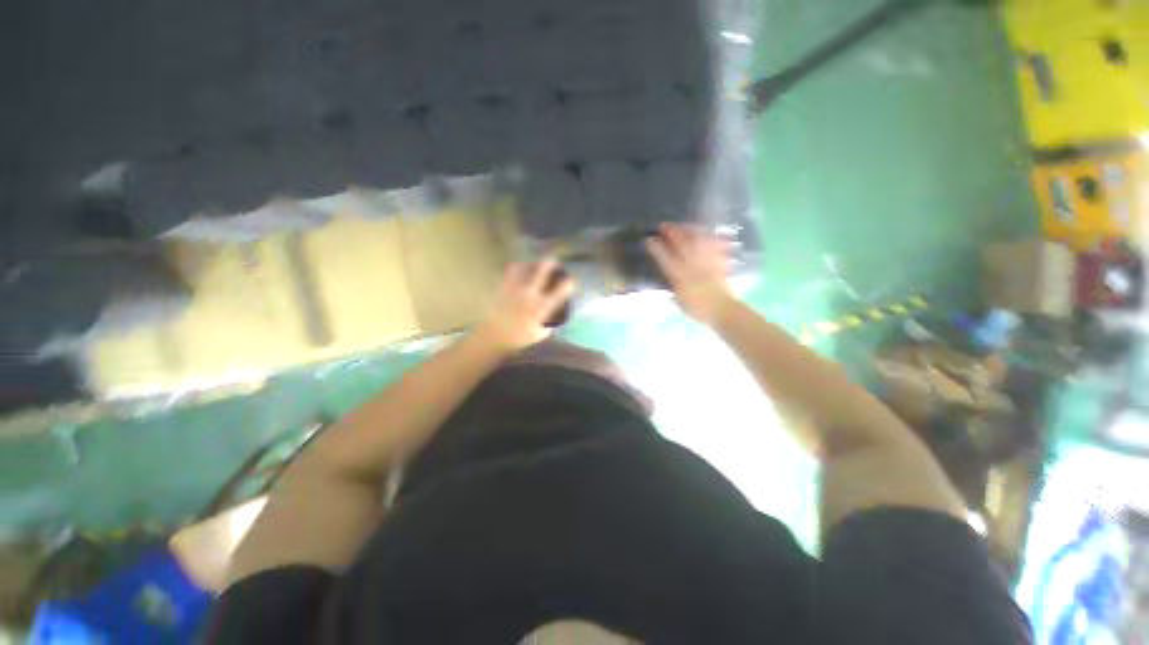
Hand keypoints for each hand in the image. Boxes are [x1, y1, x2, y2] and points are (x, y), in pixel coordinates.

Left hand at [477, 259, 574, 351]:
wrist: (493, 337)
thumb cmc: (517, 339)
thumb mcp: (537, 335)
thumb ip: (546, 327)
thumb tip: (551, 322)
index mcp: (540, 308)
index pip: (558, 294)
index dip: (567, 285)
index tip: (572, 280)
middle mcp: (529, 295)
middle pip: (541, 273)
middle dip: (549, 265)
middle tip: (553, 260)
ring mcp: (515, 289)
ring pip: (524, 268)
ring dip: (531, 264)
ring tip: (533, 263)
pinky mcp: (502, 287)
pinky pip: (509, 272)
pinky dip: (516, 268)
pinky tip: (517, 268)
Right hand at [646, 224, 734, 324]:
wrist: (724, 310)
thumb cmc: (700, 310)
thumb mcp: (681, 304)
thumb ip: (675, 294)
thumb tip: (672, 291)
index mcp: (680, 276)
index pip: (665, 258)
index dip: (656, 247)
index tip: (649, 240)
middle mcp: (692, 264)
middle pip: (681, 243)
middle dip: (671, 232)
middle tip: (663, 225)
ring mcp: (707, 260)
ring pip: (697, 239)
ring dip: (689, 230)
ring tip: (684, 225)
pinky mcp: (719, 261)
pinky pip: (715, 244)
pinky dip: (710, 238)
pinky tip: (707, 234)